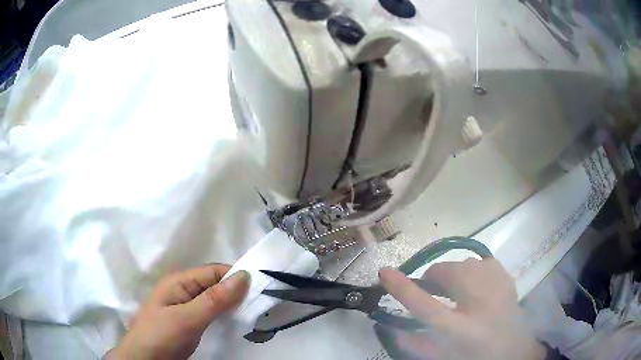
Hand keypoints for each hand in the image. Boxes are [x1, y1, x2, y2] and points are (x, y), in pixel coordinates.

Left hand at [105, 264, 249, 359]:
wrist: (144, 359)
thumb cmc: (161, 335)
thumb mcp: (187, 318)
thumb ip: (214, 299)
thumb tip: (244, 276)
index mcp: (180, 281)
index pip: (214, 272)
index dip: (236, 276)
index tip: (262, 287)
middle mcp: (184, 289)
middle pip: (216, 284)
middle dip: (237, 291)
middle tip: (261, 303)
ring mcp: (187, 306)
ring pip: (216, 299)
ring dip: (233, 304)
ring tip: (255, 312)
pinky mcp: (190, 321)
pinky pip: (212, 312)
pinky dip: (225, 315)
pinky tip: (237, 321)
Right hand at [378, 258, 544, 359]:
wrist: (515, 350)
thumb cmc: (476, 356)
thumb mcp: (444, 357)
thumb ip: (417, 345)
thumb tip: (395, 330)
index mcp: (460, 330)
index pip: (424, 305)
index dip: (402, 287)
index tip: (384, 272)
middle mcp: (480, 303)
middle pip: (445, 274)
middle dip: (432, 281)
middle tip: (434, 294)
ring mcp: (497, 285)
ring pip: (462, 264)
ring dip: (451, 276)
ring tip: (456, 293)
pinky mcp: (506, 275)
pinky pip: (480, 262)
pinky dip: (471, 272)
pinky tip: (475, 288)